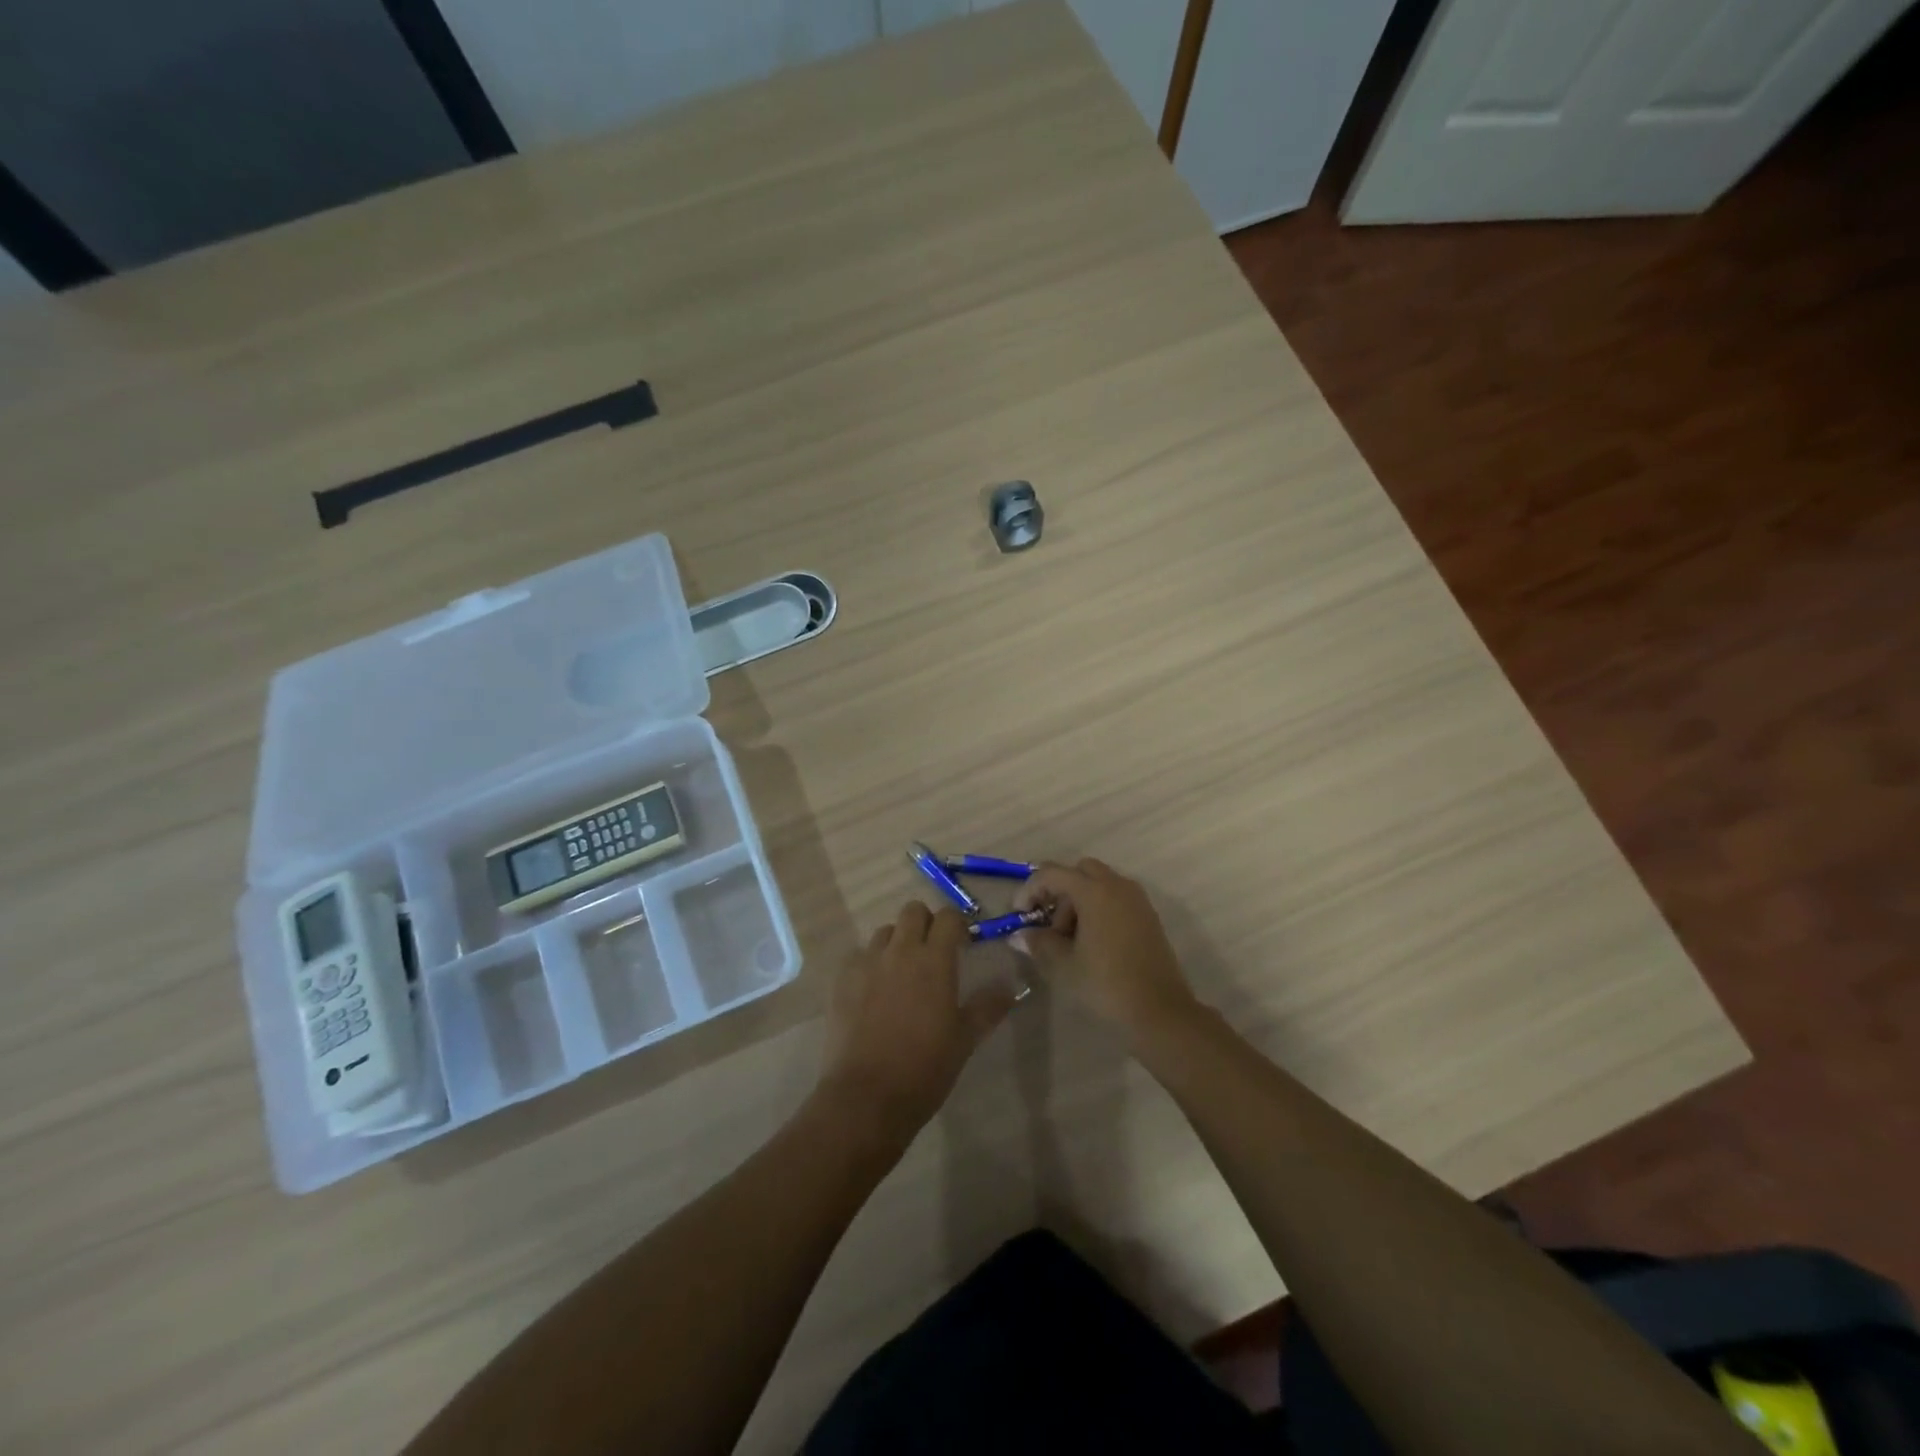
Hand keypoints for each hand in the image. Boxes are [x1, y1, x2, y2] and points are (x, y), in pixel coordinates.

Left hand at [818, 901, 1015, 1141]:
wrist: (866, 1097)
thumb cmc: (925, 1068)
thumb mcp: (965, 1040)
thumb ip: (987, 1007)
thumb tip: (1009, 987)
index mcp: (934, 960)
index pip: (948, 917)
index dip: (958, 924)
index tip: (963, 943)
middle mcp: (899, 951)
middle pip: (912, 911)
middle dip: (926, 923)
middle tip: (933, 952)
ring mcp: (866, 963)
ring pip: (884, 932)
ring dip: (897, 942)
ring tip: (902, 973)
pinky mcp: (841, 980)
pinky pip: (859, 956)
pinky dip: (870, 964)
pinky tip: (874, 991)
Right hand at [1014, 859, 1199, 1035]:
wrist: (1160, 1012)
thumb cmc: (1106, 985)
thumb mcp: (1063, 966)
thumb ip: (1039, 942)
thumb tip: (1022, 934)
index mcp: (1095, 891)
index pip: (1052, 873)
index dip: (1030, 889)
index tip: (1019, 914)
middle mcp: (1118, 886)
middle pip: (1079, 871)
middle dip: (1059, 891)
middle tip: (1049, 924)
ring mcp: (1137, 900)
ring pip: (1099, 883)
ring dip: (1079, 901)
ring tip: (1070, 939)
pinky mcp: (1148, 916)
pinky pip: (1116, 898)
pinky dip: (1098, 908)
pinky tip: (1092, 942)